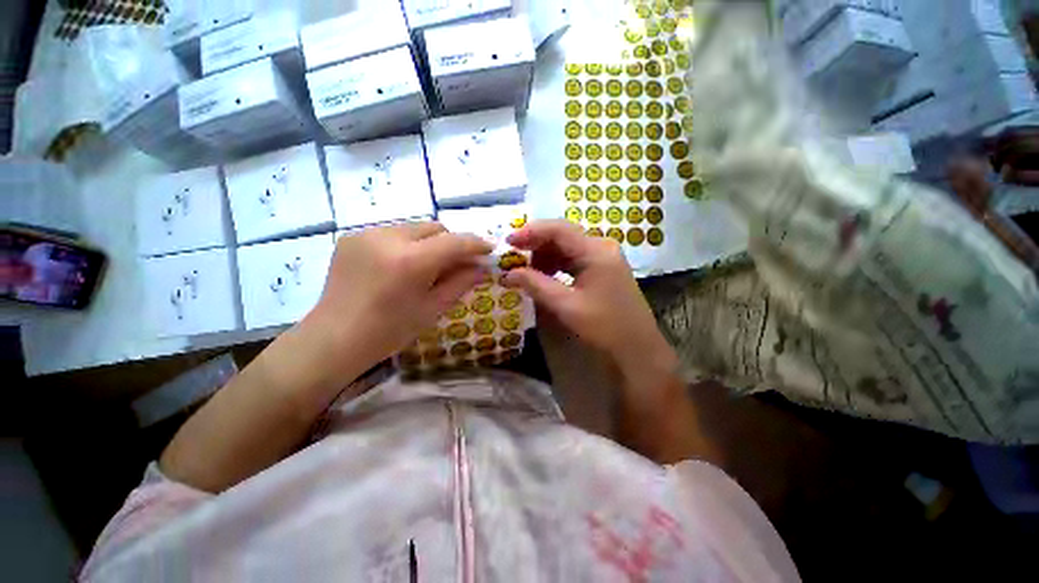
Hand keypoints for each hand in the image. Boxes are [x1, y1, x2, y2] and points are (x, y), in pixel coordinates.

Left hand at [305, 222, 491, 366]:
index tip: (489, 249)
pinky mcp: (353, 237)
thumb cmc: (389, 331)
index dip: (476, 244)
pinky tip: (400, 266)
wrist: (334, 338)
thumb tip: (483, 267)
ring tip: (426, 267)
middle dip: (452, 243)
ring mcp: (367, 234)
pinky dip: (407, 245)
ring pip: (415, 229)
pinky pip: (393, 233)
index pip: (454, 242)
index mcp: (411, 262)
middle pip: (435, 228)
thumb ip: (461, 282)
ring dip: (429, 243)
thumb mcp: (433, 308)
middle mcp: (388, 238)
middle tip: (458, 264)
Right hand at [501, 220, 676, 377]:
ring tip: (526, 271)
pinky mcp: (603, 267)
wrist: (637, 347)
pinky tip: (545, 276)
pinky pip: (574, 258)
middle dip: (536, 245)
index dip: (530, 232)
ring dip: (545, 256)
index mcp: (595, 251)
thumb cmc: (604, 326)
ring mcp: (604, 256)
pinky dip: (556, 264)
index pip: (558, 229)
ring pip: (567, 247)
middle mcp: (601, 246)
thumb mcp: (566, 305)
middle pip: (562, 235)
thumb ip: (536, 285)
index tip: (508, 242)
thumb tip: (508, 274)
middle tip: (513, 258)